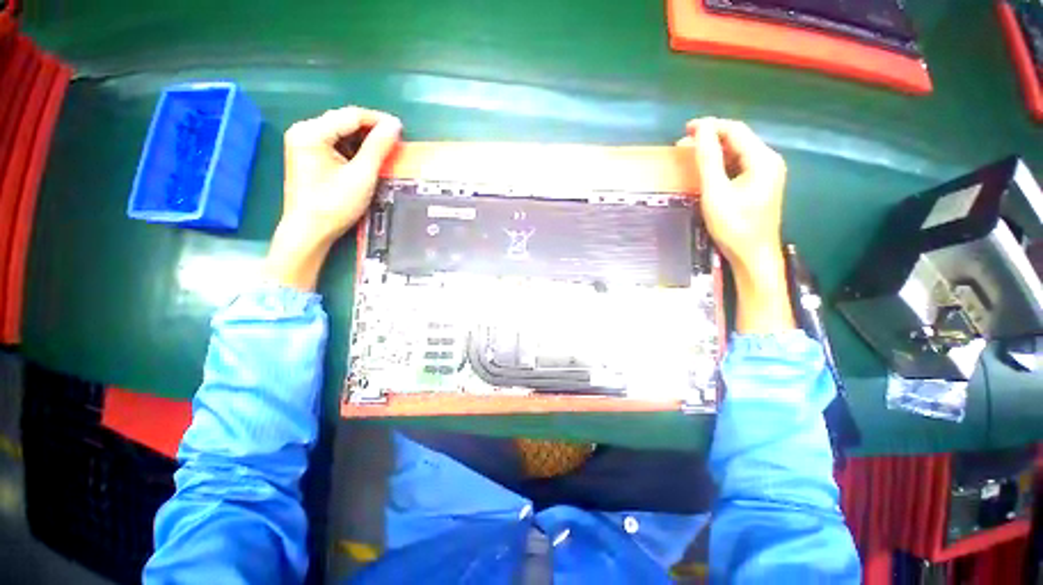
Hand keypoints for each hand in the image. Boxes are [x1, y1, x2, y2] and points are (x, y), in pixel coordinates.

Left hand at [266, 107, 402, 290]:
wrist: (309, 231)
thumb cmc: (334, 204)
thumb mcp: (361, 176)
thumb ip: (378, 148)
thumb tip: (395, 126)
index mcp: (312, 132)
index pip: (351, 116)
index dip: (378, 120)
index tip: (401, 129)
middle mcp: (304, 131)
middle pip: (344, 122)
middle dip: (371, 131)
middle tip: (395, 142)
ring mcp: (304, 144)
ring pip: (341, 133)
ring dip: (364, 141)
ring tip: (385, 152)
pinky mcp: (308, 156)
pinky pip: (335, 145)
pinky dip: (353, 150)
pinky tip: (367, 160)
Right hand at [681, 118, 785, 273]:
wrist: (753, 255)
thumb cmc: (734, 226)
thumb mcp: (716, 193)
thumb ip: (708, 160)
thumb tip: (701, 130)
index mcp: (762, 159)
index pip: (735, 130)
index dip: (710, 126)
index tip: (685, 129)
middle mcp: (769, 161)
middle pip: (738, 140)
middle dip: (710, 139)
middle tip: (683, 145)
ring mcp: (766, 174)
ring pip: (738, 153)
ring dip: (714, 152)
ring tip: (690, 156)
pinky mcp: (760, 185)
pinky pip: (739, 166)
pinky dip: (721, 165)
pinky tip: (707, 171)